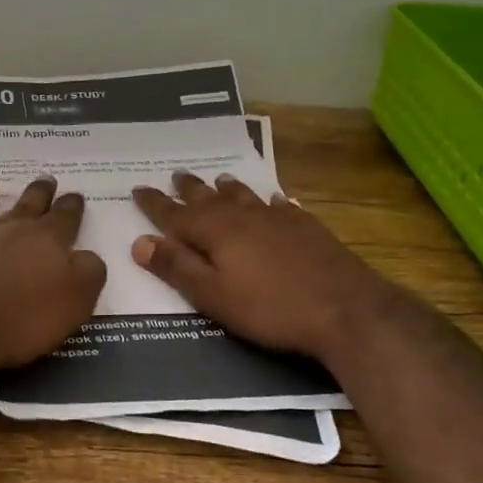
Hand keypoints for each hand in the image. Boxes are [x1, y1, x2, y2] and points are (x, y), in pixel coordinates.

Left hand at [0, 176, 105, 376]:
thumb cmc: (18, 318)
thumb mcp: (74, 301)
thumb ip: (87, 274)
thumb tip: (88, 257)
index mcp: (43, 243)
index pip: (64, 220)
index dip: (71, 208)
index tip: (75, 195)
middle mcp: (2, 232)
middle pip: (24, 208)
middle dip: (37, 194)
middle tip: (45, 179)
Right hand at [130, 171, 393, 362]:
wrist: (345, 308)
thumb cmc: (270, 308)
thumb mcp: (213, 296)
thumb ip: (177, 267)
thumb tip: (140, 241)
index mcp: (215, 231)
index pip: (175, 213)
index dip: (155, 203)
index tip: (138, 189)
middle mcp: (243, 216)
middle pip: (209, 197)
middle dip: (189, 188)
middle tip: (175, 175)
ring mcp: (278, 219)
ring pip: (245, 196)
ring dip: (228, 188)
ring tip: (219, 178)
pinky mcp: (307, 228)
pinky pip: (281, 207)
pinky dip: (271, 202)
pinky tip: (276, 201)